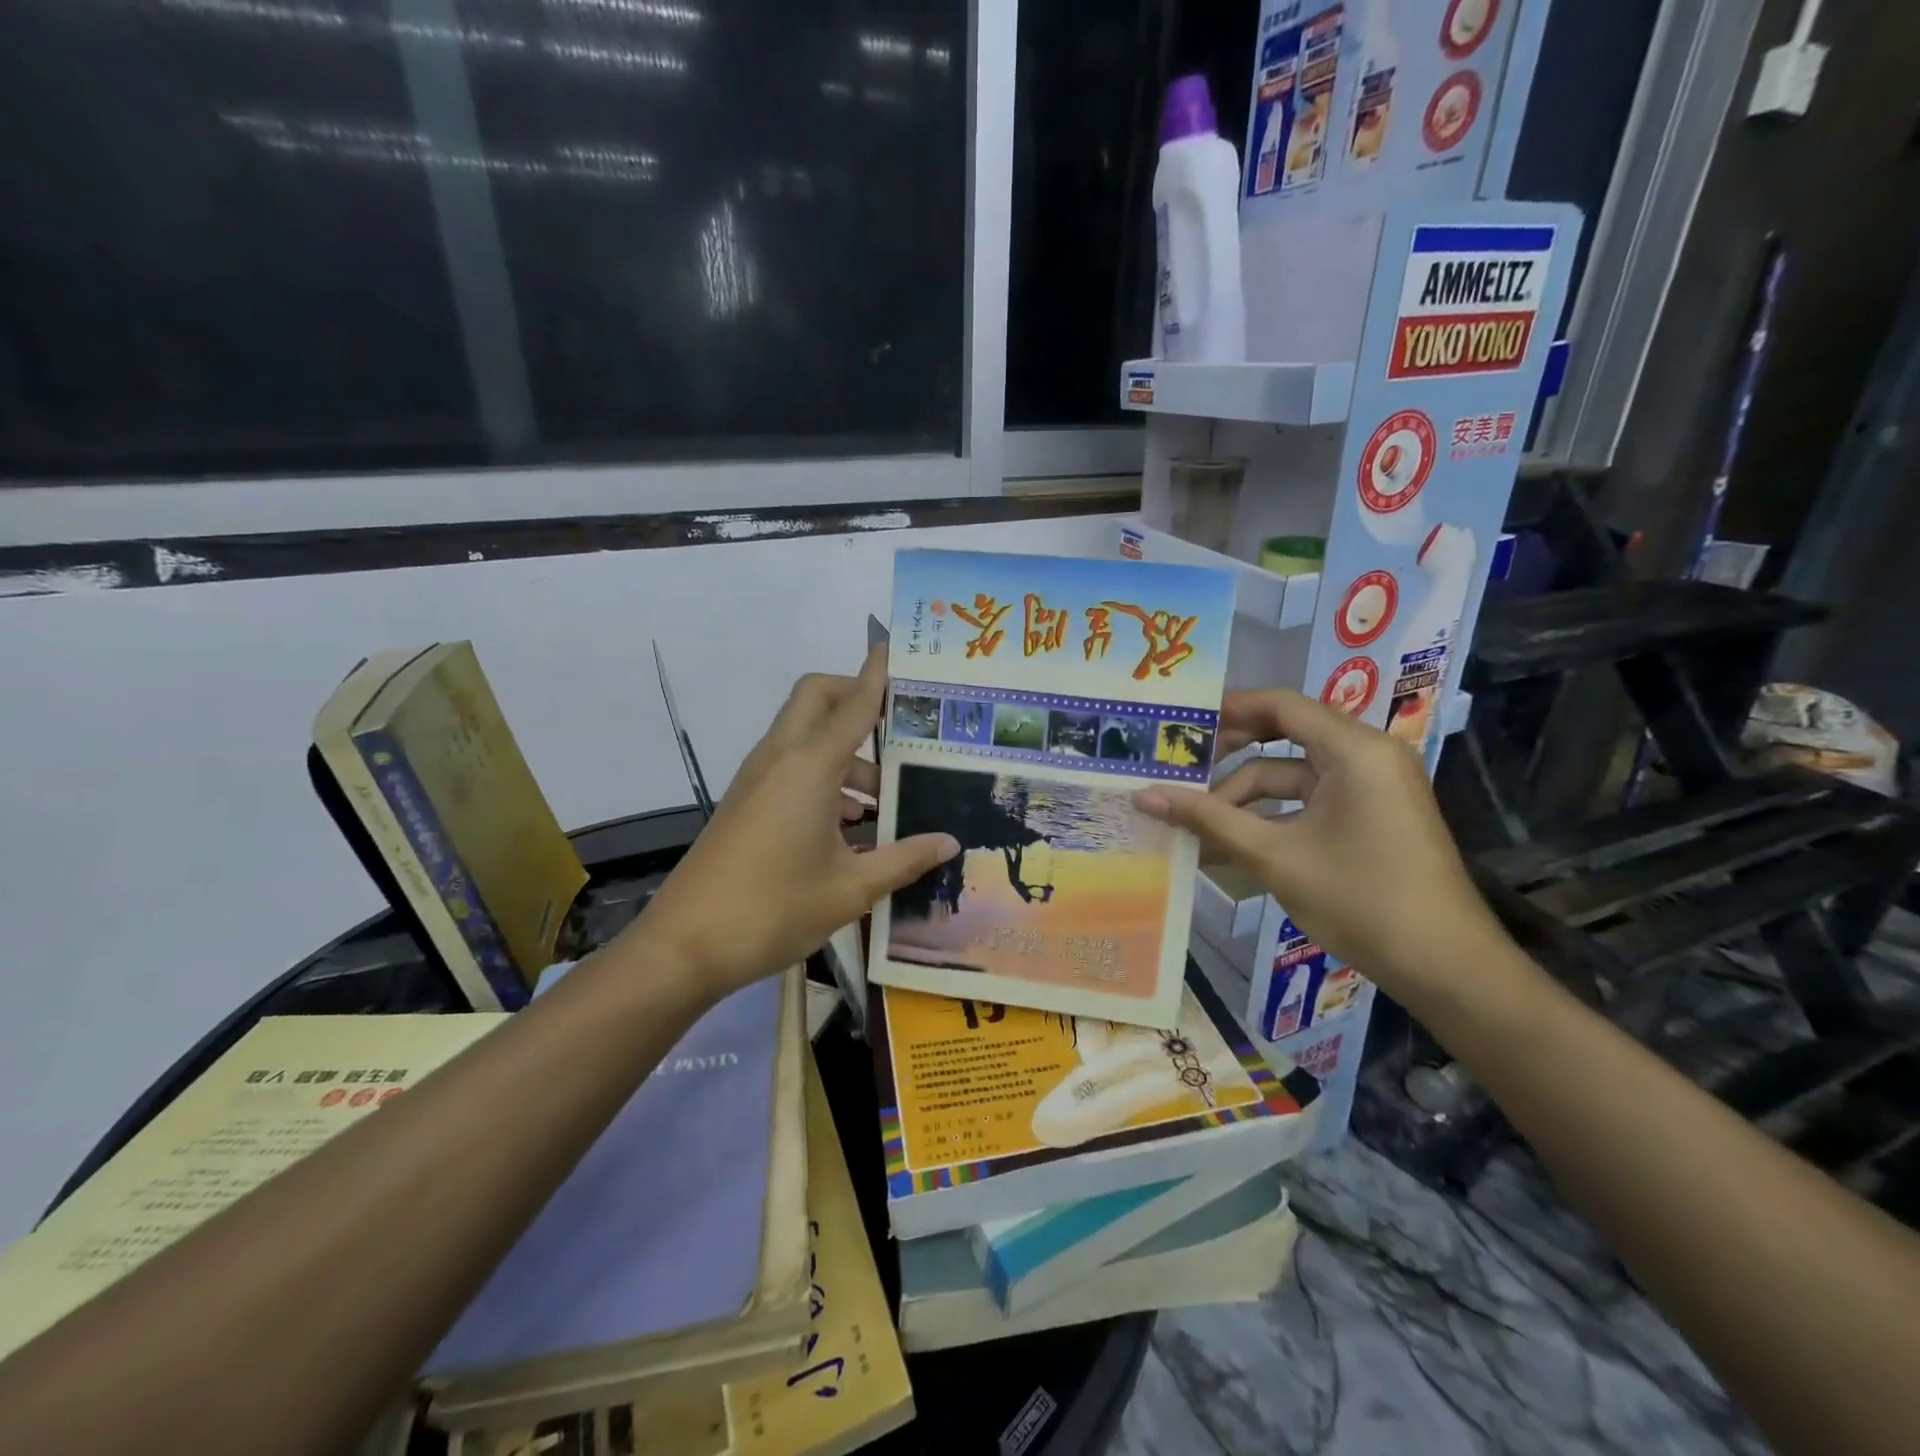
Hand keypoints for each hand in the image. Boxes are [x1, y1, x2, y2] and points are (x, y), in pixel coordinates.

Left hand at [634, 646, 959, 998]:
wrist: (685, 946)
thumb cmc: (773, 910)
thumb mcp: (850, 889)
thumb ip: (904, 859)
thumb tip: (950, 843)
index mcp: (810, 767)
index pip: (854, 704)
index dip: (878, 674)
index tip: (900, 649)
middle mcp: (781, 759)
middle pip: (817, 697)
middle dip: (856, 698)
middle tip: (899, 729)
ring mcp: (758, 778)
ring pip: (806, 735)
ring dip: (845, 751)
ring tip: (886, 800)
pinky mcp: (747, 801)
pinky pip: (792, 766)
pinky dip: (823, 777)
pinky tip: (851, 827)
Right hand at [1135, 688, 1505, 1000]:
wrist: (1446, 968)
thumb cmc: (1361, 900)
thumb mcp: (1275, 857)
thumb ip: (1208, 820)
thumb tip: (1144, 797)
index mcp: (1353, 750)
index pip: (1280, 705)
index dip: (1226, 709)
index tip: (1178, 722)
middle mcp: (1366, 755)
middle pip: (1284, 736)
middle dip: (1229, 757)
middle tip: (1178, 769)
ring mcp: (1371, 787)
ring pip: (1292, 775)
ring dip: (1244, 797)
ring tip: (1194, 821)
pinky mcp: (1370, 816)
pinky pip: (1309, 801)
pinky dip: (1271, 816)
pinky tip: (1230, 842)